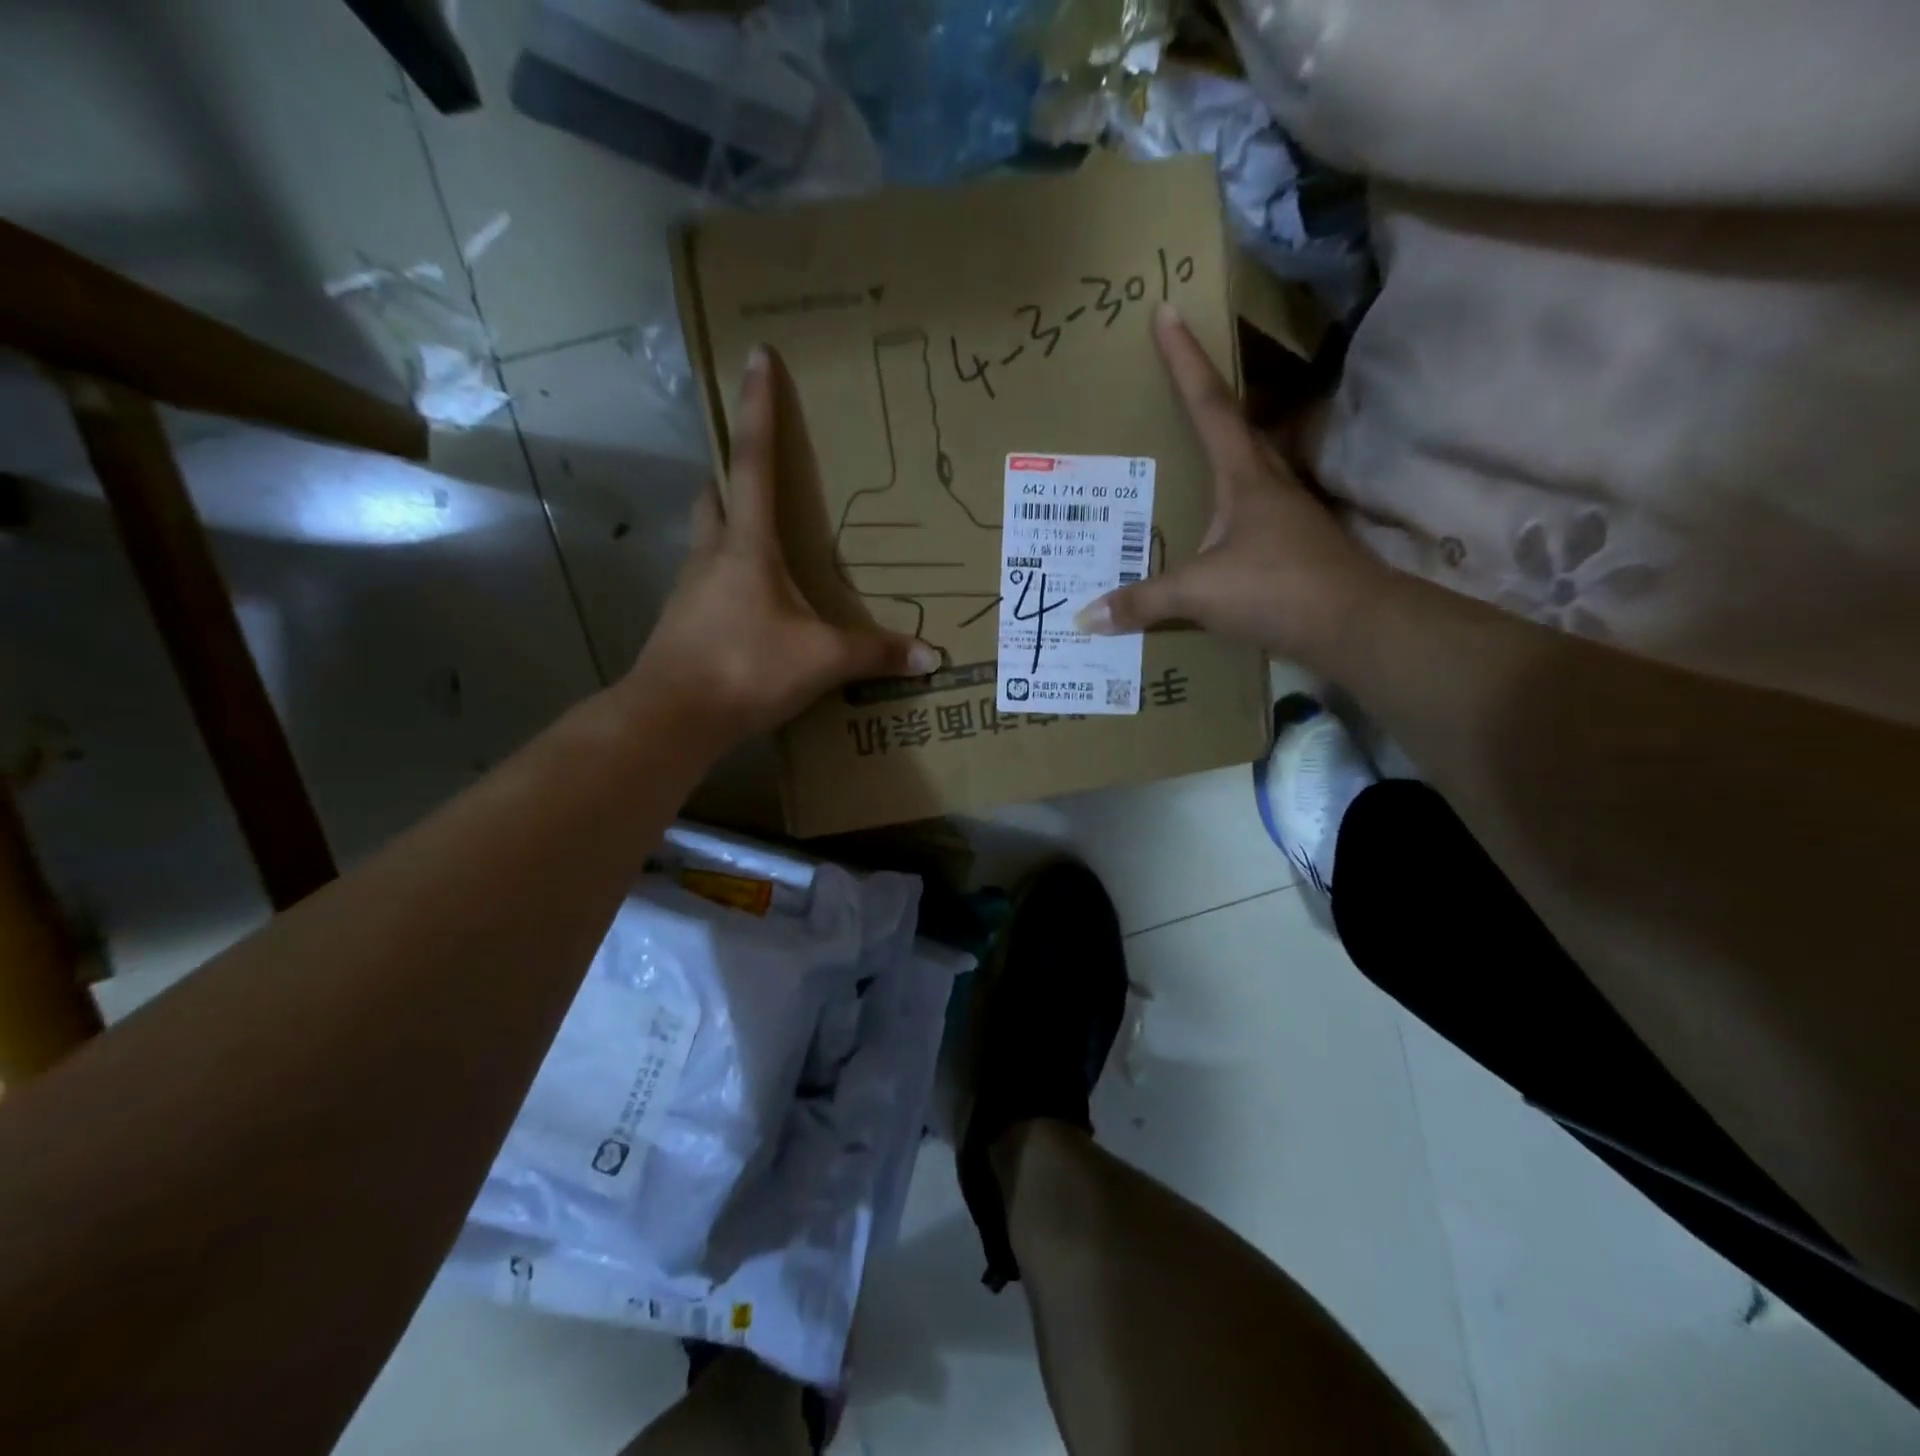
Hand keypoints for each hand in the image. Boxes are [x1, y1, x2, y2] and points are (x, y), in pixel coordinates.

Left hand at [627, 346, 938, 744]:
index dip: (758, 408)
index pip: (752, 461)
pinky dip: (729, 579)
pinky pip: (707, 584)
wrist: (672, 717)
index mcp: (747, 546)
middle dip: (732, 474)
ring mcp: (690, 590)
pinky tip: (753, 606)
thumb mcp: (822, 660)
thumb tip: (932, 657)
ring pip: (707, 539)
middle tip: (758, 472)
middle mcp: (711, 556)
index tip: (757, 356)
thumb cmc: (746, 667)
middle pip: (714, 495)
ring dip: (729, 528)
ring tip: (765, 543)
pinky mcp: (683, 624)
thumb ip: (876, 654)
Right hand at [1077, 306, 1388, 668]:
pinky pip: (1243, 513)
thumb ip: (1143, 602)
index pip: (1209, 404)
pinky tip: (1202, 529)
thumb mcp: (1201, 593)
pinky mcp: (1288, 546)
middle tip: (1169, 378)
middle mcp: (1266, 484)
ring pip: (1242, 468)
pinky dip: (1217, 509)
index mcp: (1245, 476)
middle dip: (1201, 395)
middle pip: (1232, 426)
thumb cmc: (1278, 589)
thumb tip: (1084, 618)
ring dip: (1213, 452)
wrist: (1355, 625)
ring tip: (1177, 455)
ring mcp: (1282, 515)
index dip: (1186, 359)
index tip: (1167, 312)